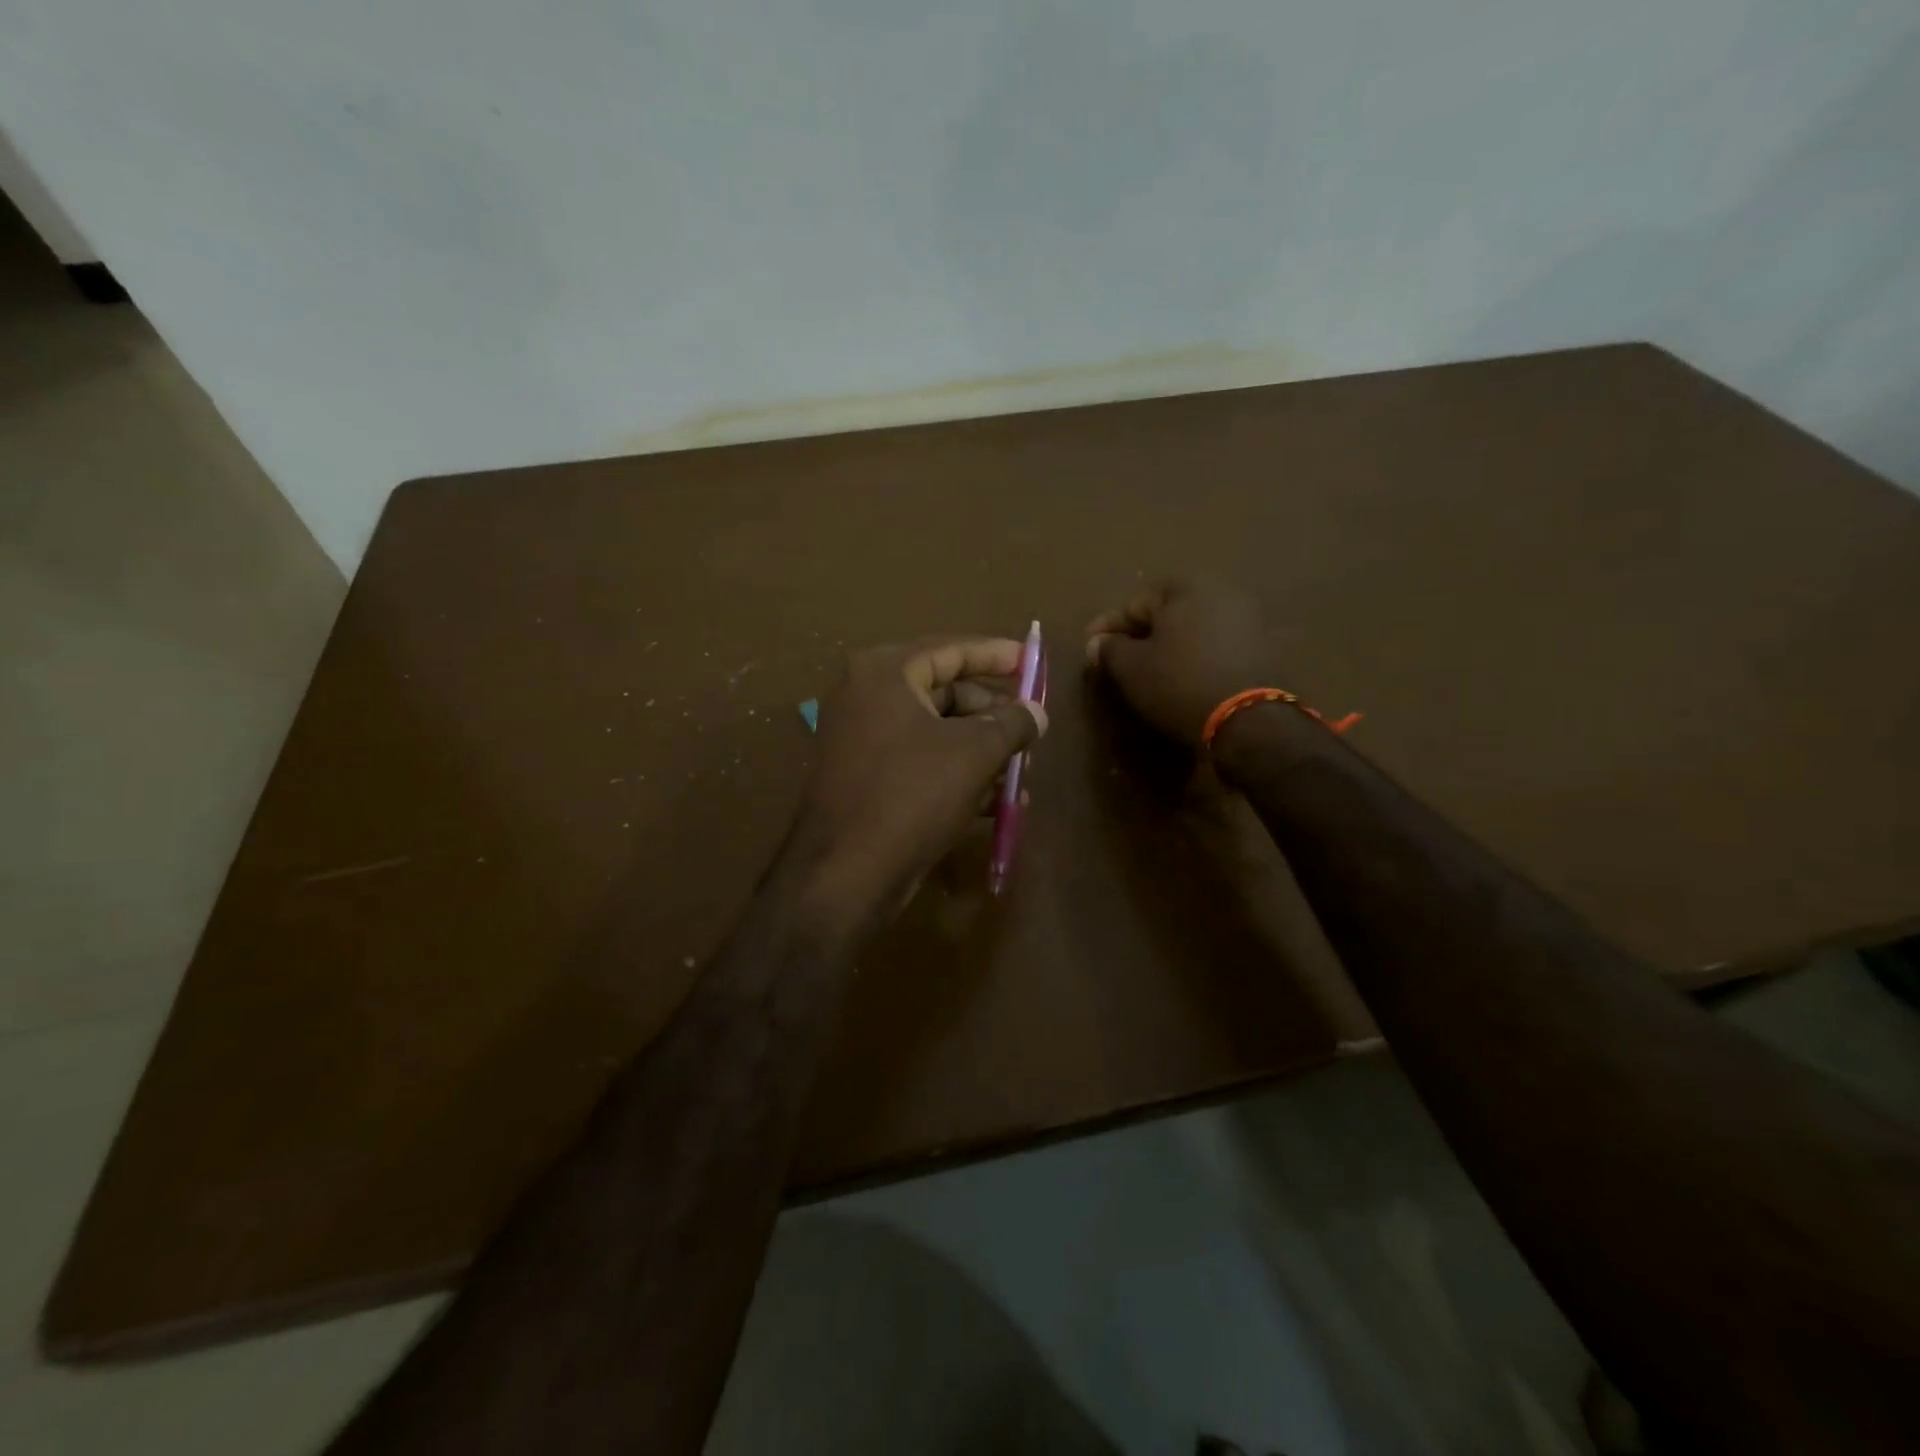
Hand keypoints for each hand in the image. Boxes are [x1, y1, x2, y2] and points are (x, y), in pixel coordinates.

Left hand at [789, 637, 1046, 925]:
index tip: (1029, 660)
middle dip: (991, 713)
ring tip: (1020, 770)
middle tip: (1029, 727)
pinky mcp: (865, 777)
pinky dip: (955, 772)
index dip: (994, 655)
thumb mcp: (974, 754)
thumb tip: (1036, 712)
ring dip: (980, 749)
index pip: (949, 650)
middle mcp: (866, 696)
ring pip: (935, 731)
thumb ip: (1012, 724)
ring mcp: (861, 738)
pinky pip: (920, 760)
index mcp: (884, 673)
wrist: (846, 873)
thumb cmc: (912, 795)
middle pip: (943, 691)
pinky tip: (994, 800)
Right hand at [1085, 580, 1282, 745]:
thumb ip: (1108, 649)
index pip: (1134, 604)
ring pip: (1193, 631)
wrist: (1249, 719)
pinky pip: (1216, 648)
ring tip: (1150, 671)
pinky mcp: (1264, 649)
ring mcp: (1248, 620)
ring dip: (1170, 647)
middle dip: (1140, 634)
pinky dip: (1195, 659)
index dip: (1107, 628)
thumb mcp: (1131, 667)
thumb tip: (1097, 643)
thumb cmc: (1179, 683)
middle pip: (1167, 614)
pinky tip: (1183, 679)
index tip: (1089, 649)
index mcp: (1186, 588)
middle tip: (1119, 660)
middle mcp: (1221, 593)